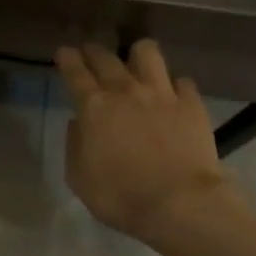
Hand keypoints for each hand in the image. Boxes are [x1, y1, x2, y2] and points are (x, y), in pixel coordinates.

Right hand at [55, 40, 236, 245]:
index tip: (64, 53)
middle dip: (94, 52)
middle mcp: (125, 90)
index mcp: (94, 107)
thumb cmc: (121, 197)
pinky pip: (182, 81)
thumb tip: (78, 123)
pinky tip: (173, 94)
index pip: (75, 72)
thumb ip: (74, 145)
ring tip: (137, 62)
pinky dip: (174, 85)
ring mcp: (161, 93)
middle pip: (106, 57)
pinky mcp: (191, 103)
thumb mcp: (80, 179)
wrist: (180, 203)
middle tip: (91, 55)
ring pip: (147, 53)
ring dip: (137, 55)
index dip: (67, 59)